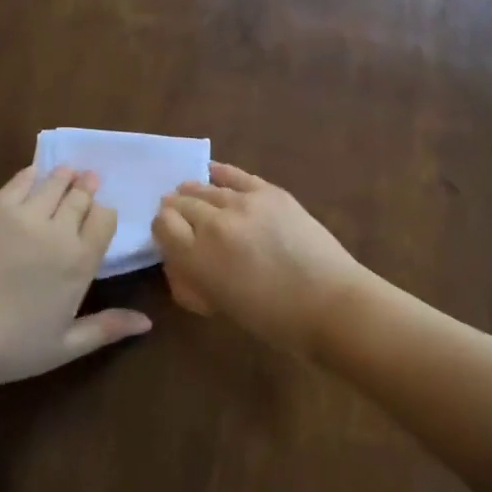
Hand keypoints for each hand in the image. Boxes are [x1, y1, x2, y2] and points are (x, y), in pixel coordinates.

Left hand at [0, 165, 147, 390]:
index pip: (105, 218)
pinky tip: (34, 174)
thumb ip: (107, 328)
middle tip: (90, 181)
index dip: (104, 214)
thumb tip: (148, 322)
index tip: (100, 218)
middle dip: (87, 189)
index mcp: (80, 261)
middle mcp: (58, 230)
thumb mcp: (62, 347)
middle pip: (81, 197)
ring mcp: (24, 215)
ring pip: (54, 183)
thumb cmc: (6, 346)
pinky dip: (32, 174)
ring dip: (65, 176)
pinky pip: (20, 181)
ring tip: (69, 173)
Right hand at [151, 162, 378, 354]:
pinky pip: (235, 175)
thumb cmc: (273, 319)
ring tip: (192, 195)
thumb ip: (191, 279)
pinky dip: (220, 173)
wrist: (328, 301)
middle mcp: (214, 223)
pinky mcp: (270, 191)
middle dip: (177, 210)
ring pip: (205, 188)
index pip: (162, 225)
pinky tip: (212, 172)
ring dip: (195, 193)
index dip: (163, 228)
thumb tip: (178, 258)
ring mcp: (244, 202)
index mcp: (196, 257)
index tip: (168, 235)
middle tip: (180, 217)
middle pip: (181, 203)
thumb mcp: (219, 306)